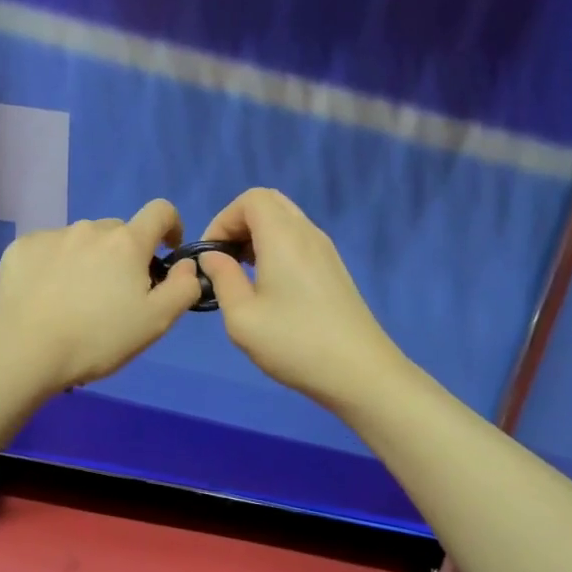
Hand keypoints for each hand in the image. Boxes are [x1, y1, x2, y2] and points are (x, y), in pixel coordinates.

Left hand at [0, 199, 203, 392]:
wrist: (24, 350)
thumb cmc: (97, 339)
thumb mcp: (155, 322)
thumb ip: (182, 288)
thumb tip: (186, 264)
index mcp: (126, 242)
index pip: (160, 211)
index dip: (171, 225)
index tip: (167, 251)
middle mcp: (89, 229)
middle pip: (118, 232)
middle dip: (124, 254)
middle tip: (115, 294)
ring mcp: (52, 235)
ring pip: (81, 241)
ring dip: (88, 260)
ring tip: (75, 299)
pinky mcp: (21, 248)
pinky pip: (48, 249)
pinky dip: (54, 265)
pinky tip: (45, 296)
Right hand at [197, 188, 408, 411]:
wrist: (360, 373)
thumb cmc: (294, 343)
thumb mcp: (242, 317)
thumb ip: (222, 279)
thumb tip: (212, 257)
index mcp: (284, 237)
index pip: (250, 199)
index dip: (222, 219)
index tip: (211, 255)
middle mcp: (307, 233)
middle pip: (269, 202)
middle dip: (239, 223)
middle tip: (225, 259)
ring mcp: (326, 250)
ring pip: (285, 221)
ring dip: (257, 236)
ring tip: (242, 274)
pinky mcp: (334, 269)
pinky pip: (299, 240)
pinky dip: (276, 248)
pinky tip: (268, 286)